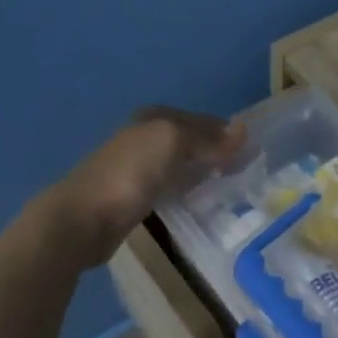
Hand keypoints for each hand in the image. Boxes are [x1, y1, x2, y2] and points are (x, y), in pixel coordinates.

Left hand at [41, 106, 245, 266]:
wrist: (83, 218)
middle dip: (218, 151)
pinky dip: (189, 189)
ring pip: (182, 163)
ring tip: (230, 185)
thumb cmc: (129, 174)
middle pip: (192, 141)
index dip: (228, 133)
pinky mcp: (135, 196)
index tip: (254, 151)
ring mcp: (139, 168)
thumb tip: (243, 131)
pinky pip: (172, 186)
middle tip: (247, 170)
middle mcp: (146, 137)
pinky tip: (201, 200)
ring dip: (204, 171)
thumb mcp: (172, 142)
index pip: (203, 120)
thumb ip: (208, 138)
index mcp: (155, 118)